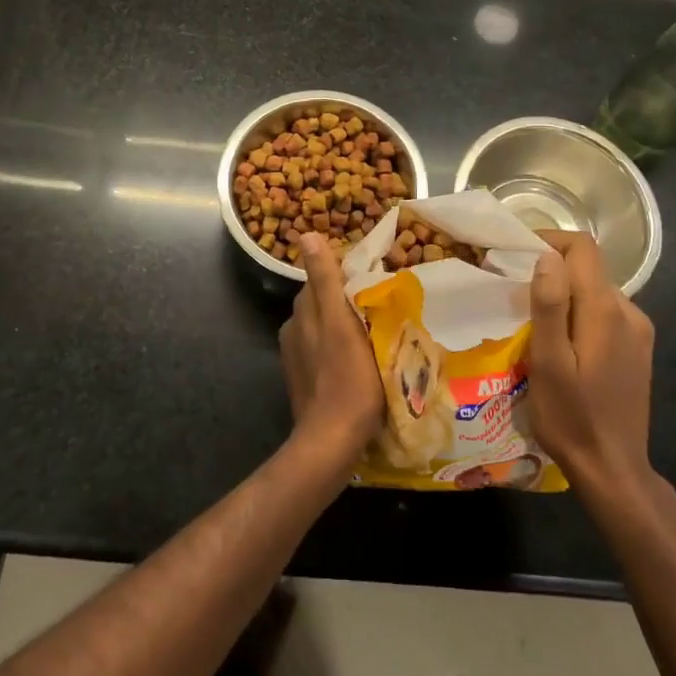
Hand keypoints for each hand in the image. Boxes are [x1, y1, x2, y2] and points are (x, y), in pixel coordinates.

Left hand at [279, 233, 384, 458]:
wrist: (333, 440)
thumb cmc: (347, 377)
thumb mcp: (340, 322)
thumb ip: (326, 279)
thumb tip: (306, 235)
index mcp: (301, 312)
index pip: (322, 279)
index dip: (347, 276)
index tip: (375, 280)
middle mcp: (292, 329)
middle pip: (323, 303)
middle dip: (346, 299)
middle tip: (382, 306)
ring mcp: (296, 358)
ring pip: (324, 328)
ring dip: (344, 325)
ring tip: (376, 333)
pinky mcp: (304, 381)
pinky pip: (324, 352)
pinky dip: (340, 349)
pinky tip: (359, 362)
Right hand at [527, 230, 660, 501]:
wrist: (613, 469)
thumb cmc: (571, 416)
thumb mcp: (549, 362)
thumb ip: (550, 305)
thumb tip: (547, 256)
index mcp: (606, 310)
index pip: (583, 248)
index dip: (549, 240)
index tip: (516, 255)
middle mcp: (629, 311)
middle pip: (588, 268)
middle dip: (551, 270)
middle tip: (515, 294)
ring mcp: (638, 331)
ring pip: (596, 291)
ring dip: (565, 294)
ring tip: (534, 322)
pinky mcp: (638, 350)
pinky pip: (605, 314)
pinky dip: (580, 314)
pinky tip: (562, 344)